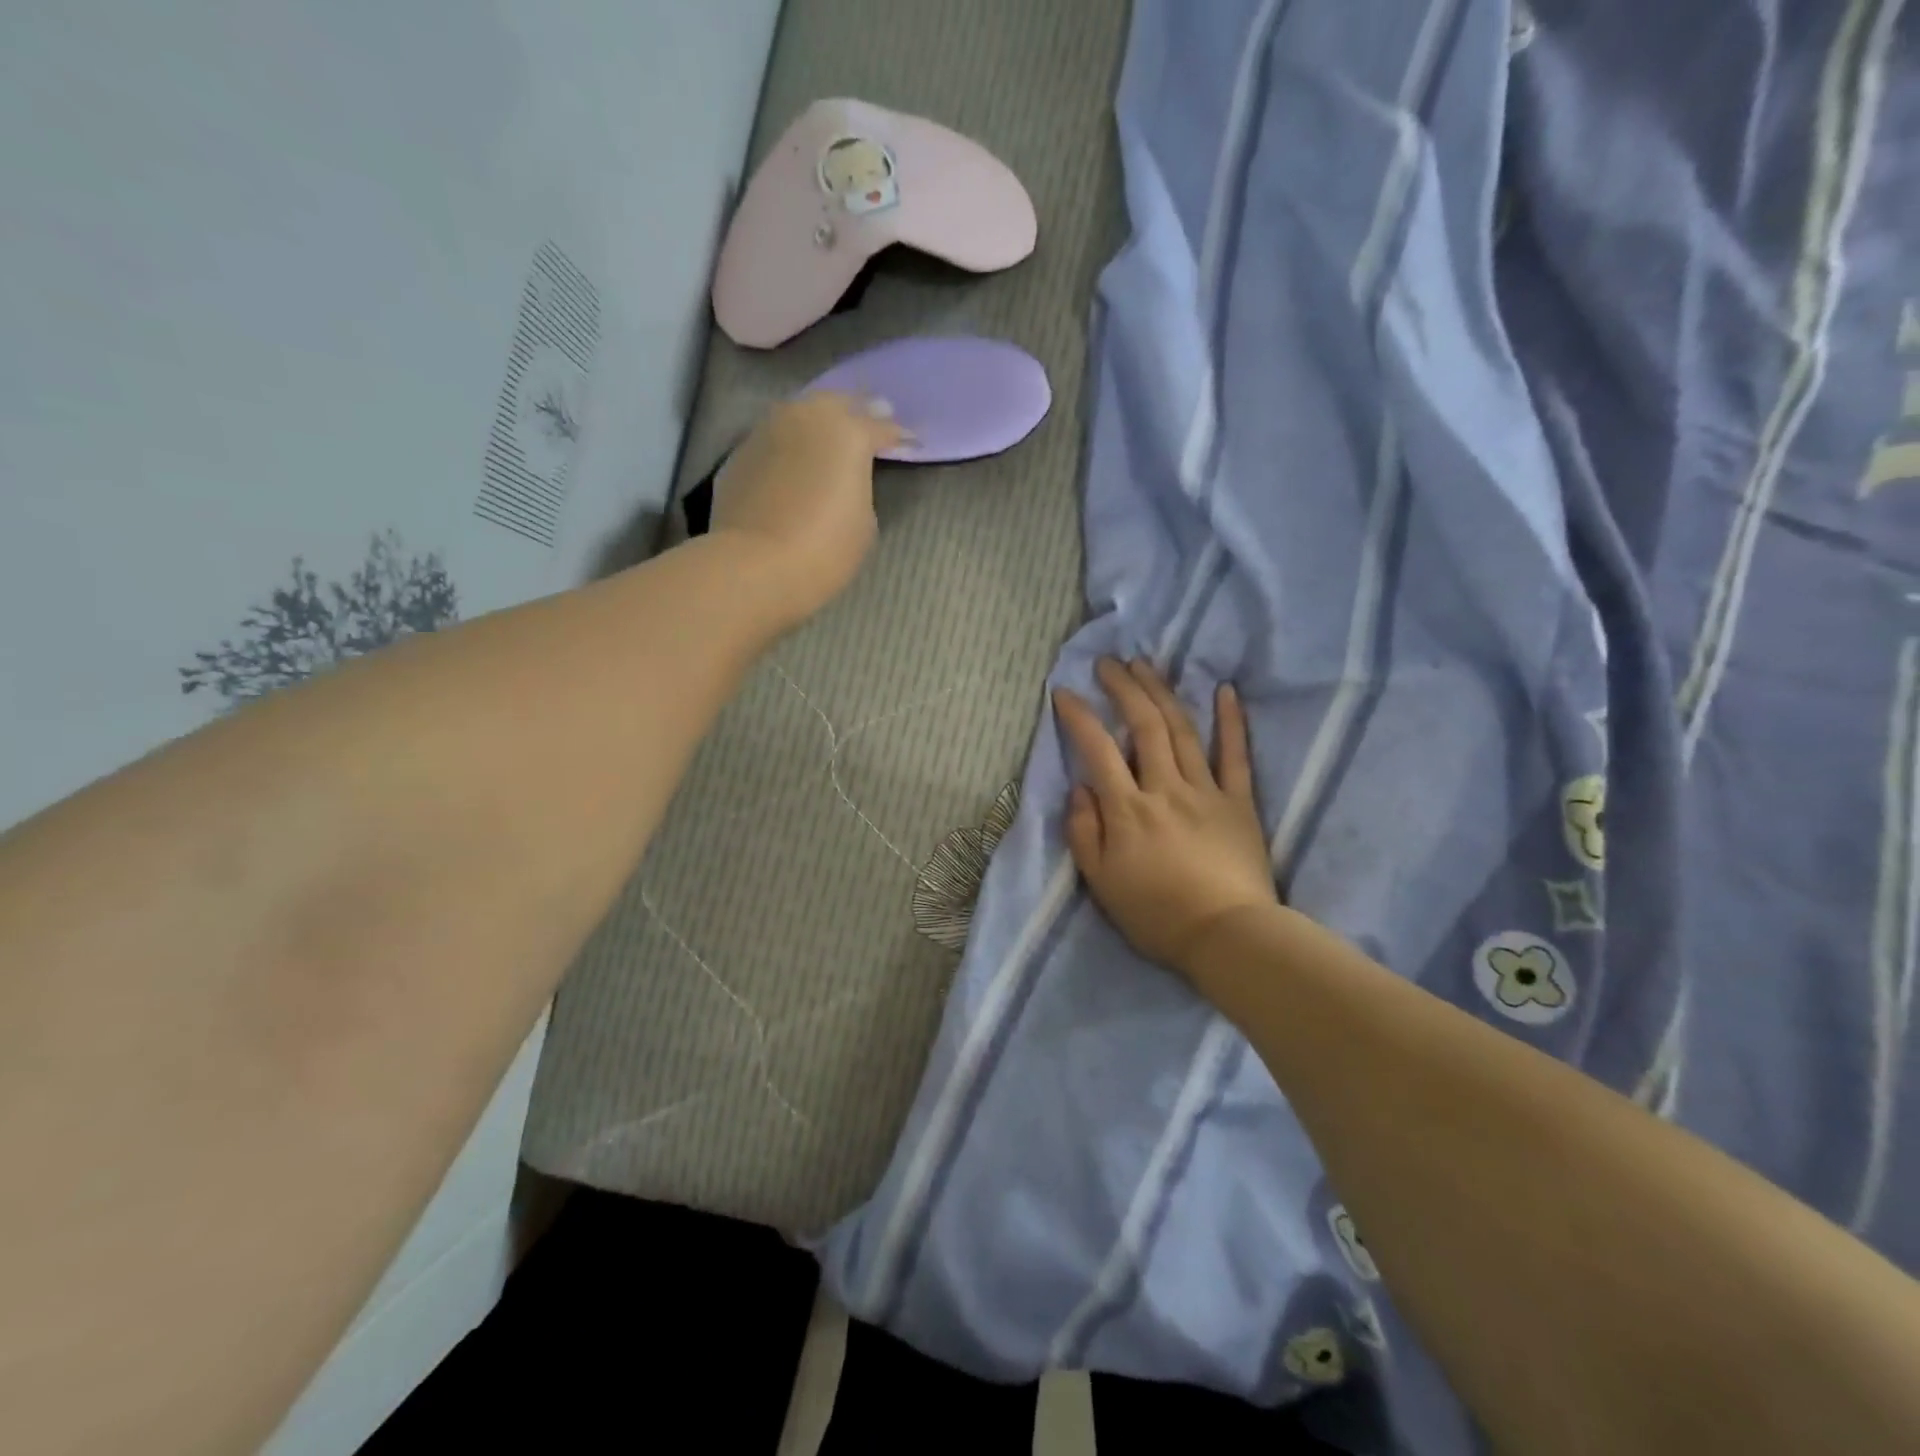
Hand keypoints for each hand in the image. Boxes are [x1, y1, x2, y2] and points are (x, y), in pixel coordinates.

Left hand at [710, 392, 905, 626]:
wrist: (755, 565)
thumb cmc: (825, 548)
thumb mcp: (864, 522)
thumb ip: (861, 488)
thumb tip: (845, 480)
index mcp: (849, 432)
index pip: (883, 428)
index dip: (901, 437)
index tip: (912, 442)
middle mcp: (808, 417)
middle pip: (839, 403)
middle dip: (859, 411)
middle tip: (873, 419)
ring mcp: (769, 429)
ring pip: (802, 413)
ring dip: (820, 422)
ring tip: (831, 436)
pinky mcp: (741, 451)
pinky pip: (776, 438)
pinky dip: (791, 444)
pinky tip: (796, 459)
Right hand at [1054, 659, 1277, 976]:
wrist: (1226, 937)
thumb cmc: (1156, 914)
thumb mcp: (1101, 882)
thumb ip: (1084, 832)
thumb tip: (1079, 788)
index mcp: (1128, 809)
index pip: (1098, 750)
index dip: (1079, 716)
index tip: (1064, 692)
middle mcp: (1165, 788)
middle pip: (1144, 726)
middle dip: (1123, 688)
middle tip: (1108, 662)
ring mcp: (1206, 791)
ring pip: (1182, 730)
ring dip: (1162, 692)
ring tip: (1146, 665)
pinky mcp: (1239, 802)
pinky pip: (1236, 755)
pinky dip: (1231, 721)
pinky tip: (1225, 690)